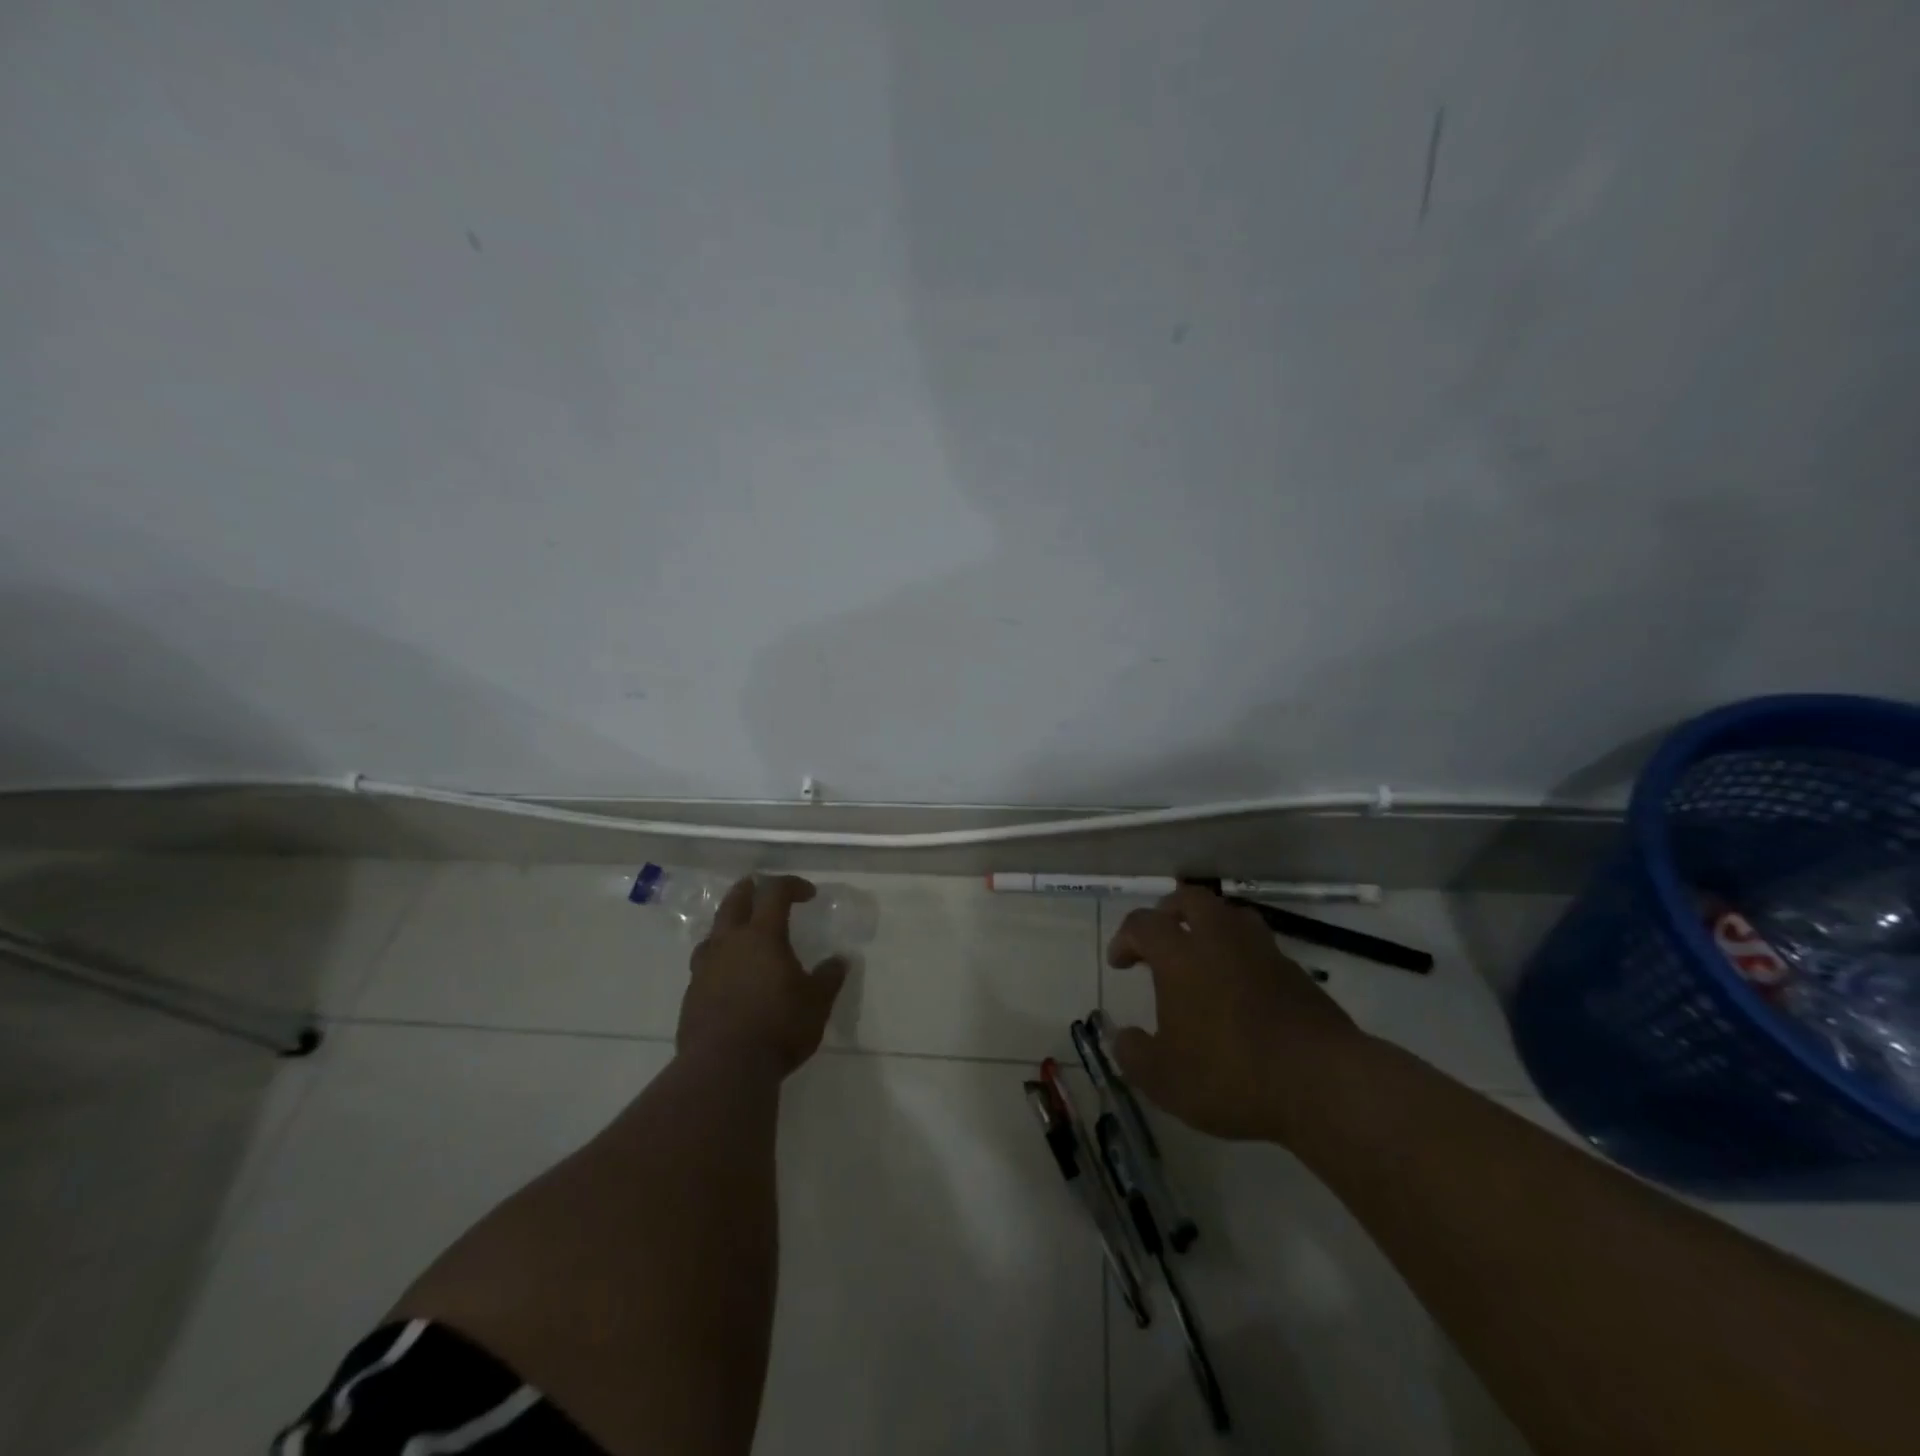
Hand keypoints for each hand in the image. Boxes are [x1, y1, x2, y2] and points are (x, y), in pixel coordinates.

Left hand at [677, 875, 848, 1076]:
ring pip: (713, 934)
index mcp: (762, 936)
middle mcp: (729, 943)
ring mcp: (705, 969)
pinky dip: (718, 960)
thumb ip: (828, 978)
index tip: (808, 893)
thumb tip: (839, 961)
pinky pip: (704, 966)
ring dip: (727, 925)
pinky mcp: (691, 996)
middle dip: (748, 890)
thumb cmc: (778, 1027)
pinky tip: (727, 976)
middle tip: (757, 886)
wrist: (723, 1068)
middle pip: (734, 903)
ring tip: (739, 933)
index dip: (791, 886)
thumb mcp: (817, 1003)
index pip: (775, 893)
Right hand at [1106, 885, 1369, 1142]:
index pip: (1143, 924)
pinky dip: (1242, 955)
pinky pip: (1260, 946)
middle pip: (1190, 899)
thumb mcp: (1165, 1080)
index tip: (1120, 963)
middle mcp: (1220, 940)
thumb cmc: (1231, 1075)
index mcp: (1181, 956)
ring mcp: (1262, 952)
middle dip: (1169, 911)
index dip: (1125, 938)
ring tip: (1203, 955)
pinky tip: (1241, 987)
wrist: (1322, 1083)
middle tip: (1161, 938)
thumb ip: (1134, 1055)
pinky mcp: (1295, 972)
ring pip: (1230, 915)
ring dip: (1210, 925)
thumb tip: (1123, 1037)